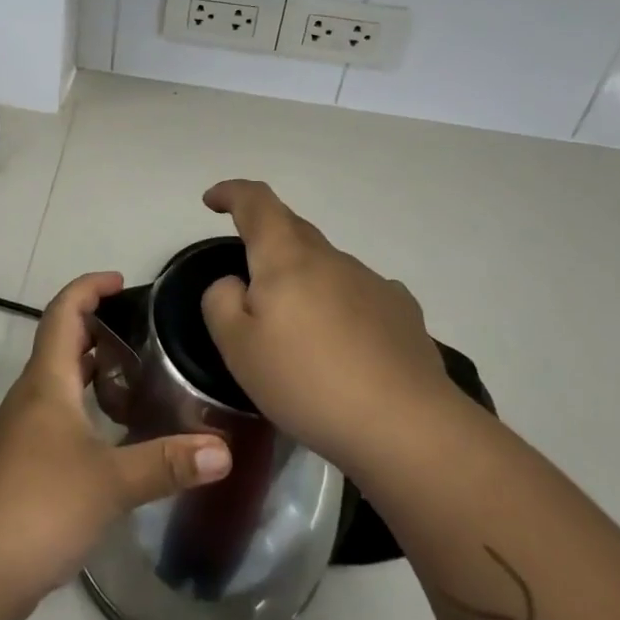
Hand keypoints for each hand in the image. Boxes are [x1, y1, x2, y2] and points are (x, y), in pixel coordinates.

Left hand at [0, 272, 231, 619]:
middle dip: (99, 328)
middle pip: (62, 344)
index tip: (122, 281)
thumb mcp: (109, 482)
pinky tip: (118, 436)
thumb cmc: (37, 505)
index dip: (89, 288)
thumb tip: (224, 450)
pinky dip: (89, 410)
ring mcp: (25, 433)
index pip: (64, 313)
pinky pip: (61, 418)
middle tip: (146, 330)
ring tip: (142, 376)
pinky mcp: (25, 467)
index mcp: (47, 381)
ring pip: (62, 383)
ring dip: (95, 371)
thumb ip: (166, 463)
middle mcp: (33, 397)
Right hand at [199, 180, 463, 479]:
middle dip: (265, 238)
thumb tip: (234, 284)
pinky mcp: (403, 312)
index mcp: (286, 258)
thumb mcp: (238, 348)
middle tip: (247, 274)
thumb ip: (221, 302)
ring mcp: (372, 282)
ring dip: (304, 280)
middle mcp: (331, 257)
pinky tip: (344, 342)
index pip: (257, 203)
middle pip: (292, 229)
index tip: (214, 201)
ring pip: (326, 265)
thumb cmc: (307, 382)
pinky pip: (358, 294)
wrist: (406, 426)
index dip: (232, 192)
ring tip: (297, 330)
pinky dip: (340, 305)